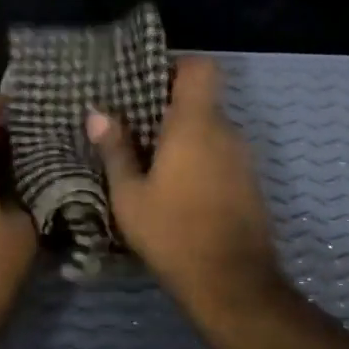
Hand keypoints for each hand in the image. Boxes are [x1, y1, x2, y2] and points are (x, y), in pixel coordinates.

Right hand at [87, 57, 281, 318]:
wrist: (231, 282)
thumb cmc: (172, 232)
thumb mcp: (130, 195)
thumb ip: (115, 150)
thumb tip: (97, 113)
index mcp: (196, 124)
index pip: (201, 67)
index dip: (176, 66)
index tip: (147, 85)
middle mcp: (227, 132)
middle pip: (202, 101)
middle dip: (170, 110)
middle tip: (135, 130)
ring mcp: (244, 158)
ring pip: (212, 131)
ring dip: (185, 139)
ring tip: (152, 163)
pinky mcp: (250, 183)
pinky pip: (222, 155)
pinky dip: (201, 160)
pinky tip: (177, 189)